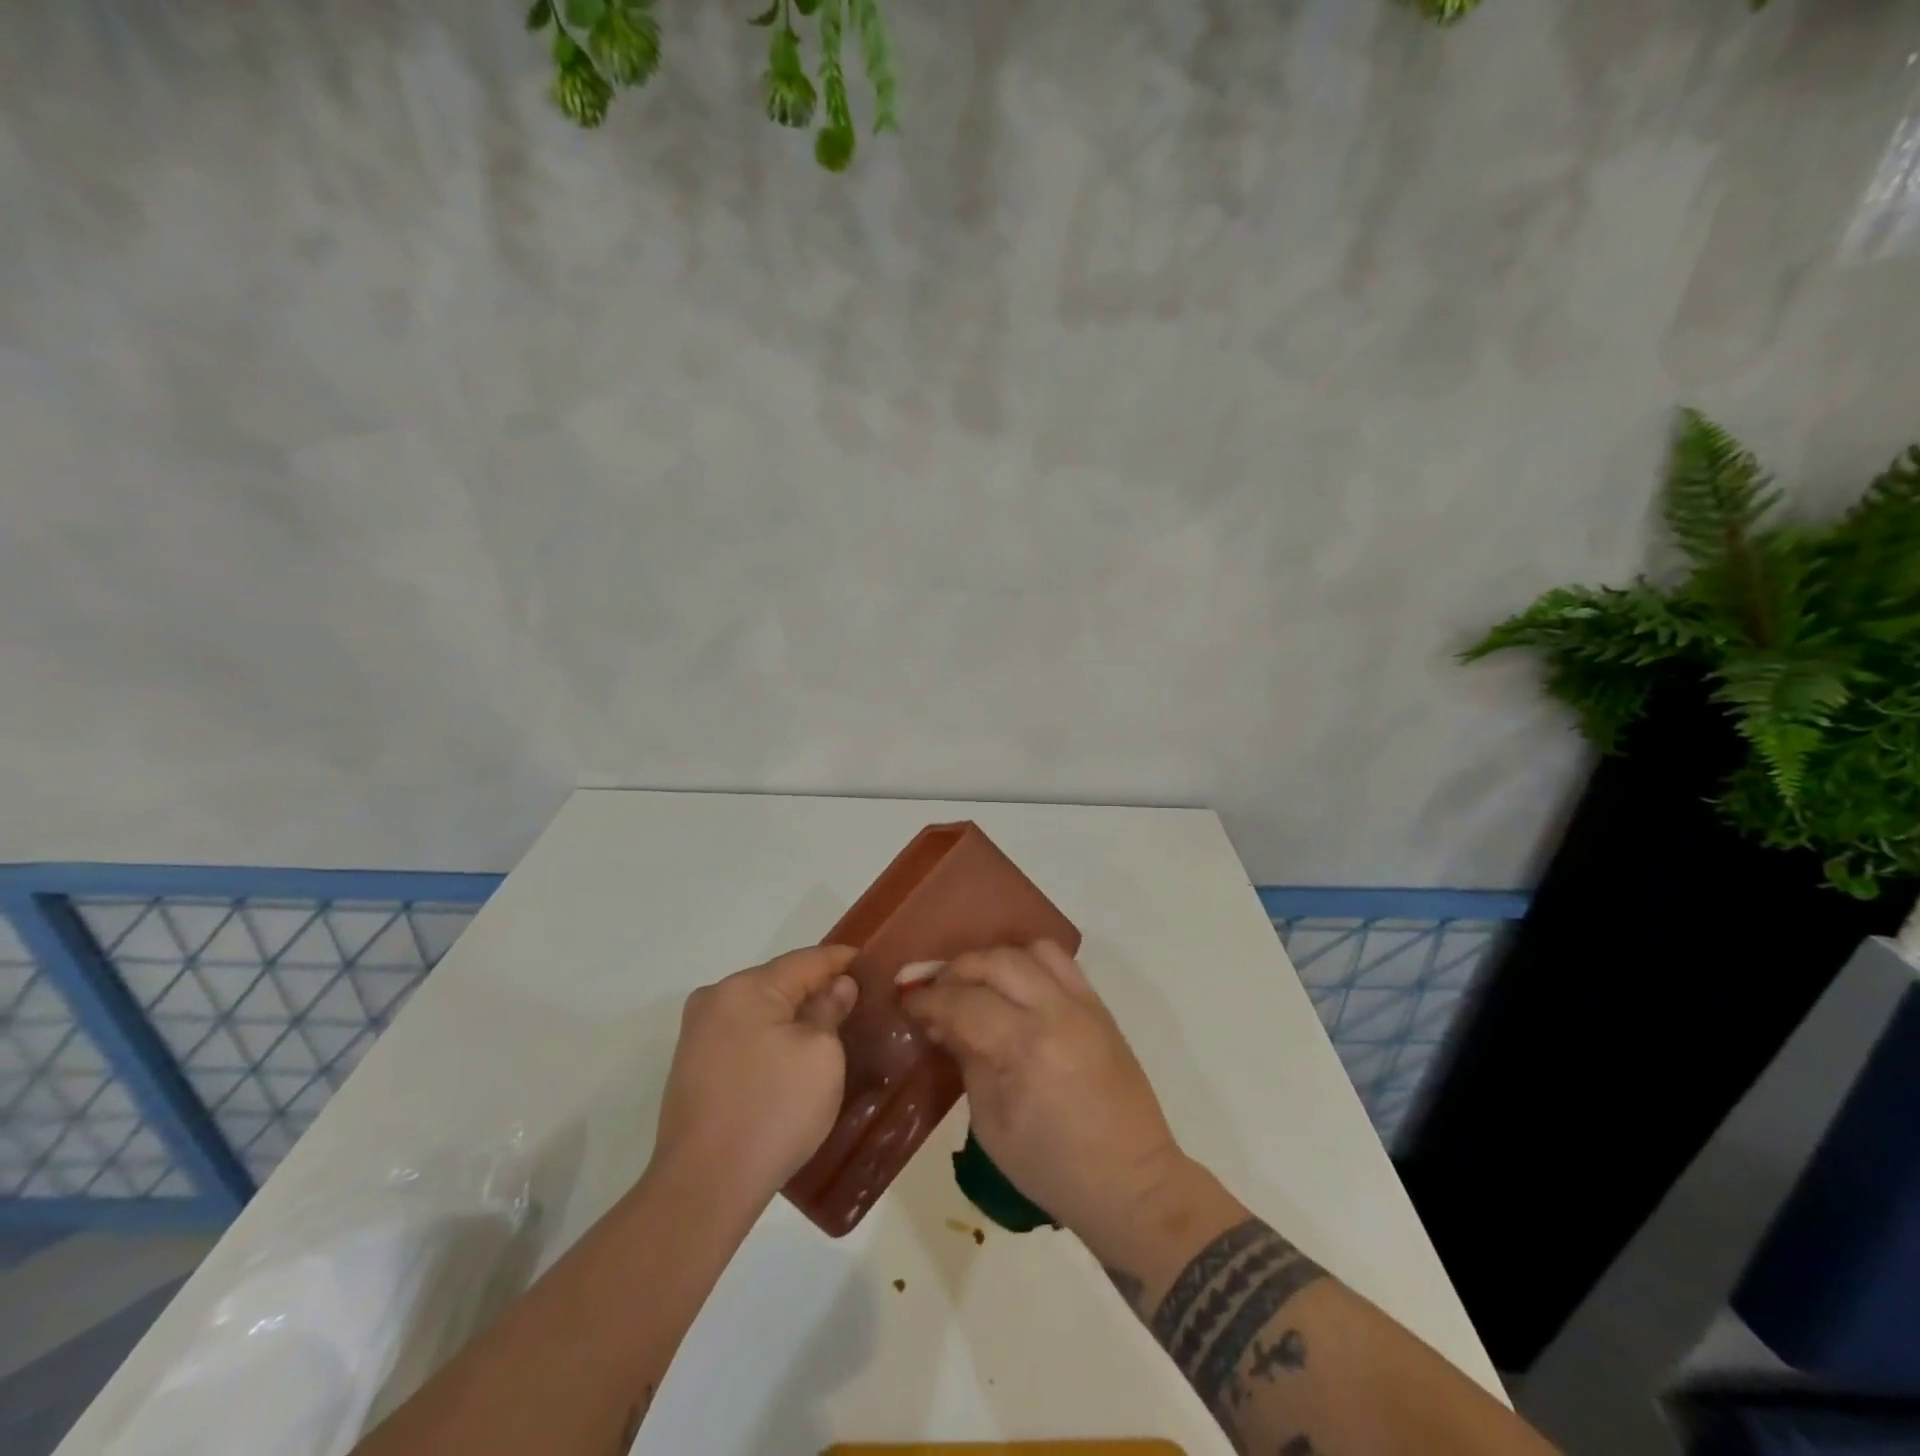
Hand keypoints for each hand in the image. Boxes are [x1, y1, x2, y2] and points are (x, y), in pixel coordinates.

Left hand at [652, 946, 859, 1209]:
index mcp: (746, 988)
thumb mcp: (821, 1055)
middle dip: (818, 989)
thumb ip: (830, 1010)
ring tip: (831, 1029)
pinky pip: (744, 1036)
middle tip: (858, 1002)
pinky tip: (793, 1058)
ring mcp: (698, 1034)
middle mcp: (715, 999)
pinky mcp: (693, 1067)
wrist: (704, 1187)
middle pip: (780, 981)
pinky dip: (772, 1038)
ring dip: (794, 1016)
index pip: (807, 959)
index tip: (873, 964)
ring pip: (761, 1010)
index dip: (843, 960)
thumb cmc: (773, 1111)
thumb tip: (838, 986)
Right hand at [903, 942, 1185, 1242]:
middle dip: (957, 970)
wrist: (1131, 1182)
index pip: (964, 1002)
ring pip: (1033, 950)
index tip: (907, 1004)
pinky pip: (1062, 963)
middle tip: (935, 991)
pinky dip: (1030, 964)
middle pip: (997, 961)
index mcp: (1027, 1048)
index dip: (929, 1000)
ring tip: (976, 984)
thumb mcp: (992, 1125)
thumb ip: (968, 1061)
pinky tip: (1014, 989)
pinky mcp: (1101, 1007)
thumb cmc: (1053, 1168)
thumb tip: (941, 1024)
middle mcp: (1058, 1012)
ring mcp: (1085, 1005)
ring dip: (996, 960)